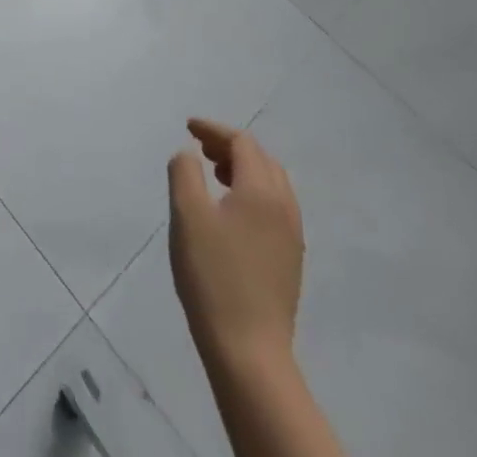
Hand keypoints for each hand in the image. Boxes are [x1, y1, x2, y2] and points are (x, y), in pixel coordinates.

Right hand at [168, 119, 304, 375]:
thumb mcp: (186, 214)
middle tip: (199, 147)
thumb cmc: (213, 275)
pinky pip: (275, 207)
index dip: (214, 130)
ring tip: (214, 175)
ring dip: (243, 169)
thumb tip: (189, 154)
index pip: (242, 143)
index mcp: (261, 191)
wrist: (249, 350)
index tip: (187, 127)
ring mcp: (292, 237)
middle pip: (262, 160)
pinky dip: (253, 192)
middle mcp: (284, 207)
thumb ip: (184, 172)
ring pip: (272, 184)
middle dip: (230, 146)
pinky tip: (231, 210)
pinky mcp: (290, 260)